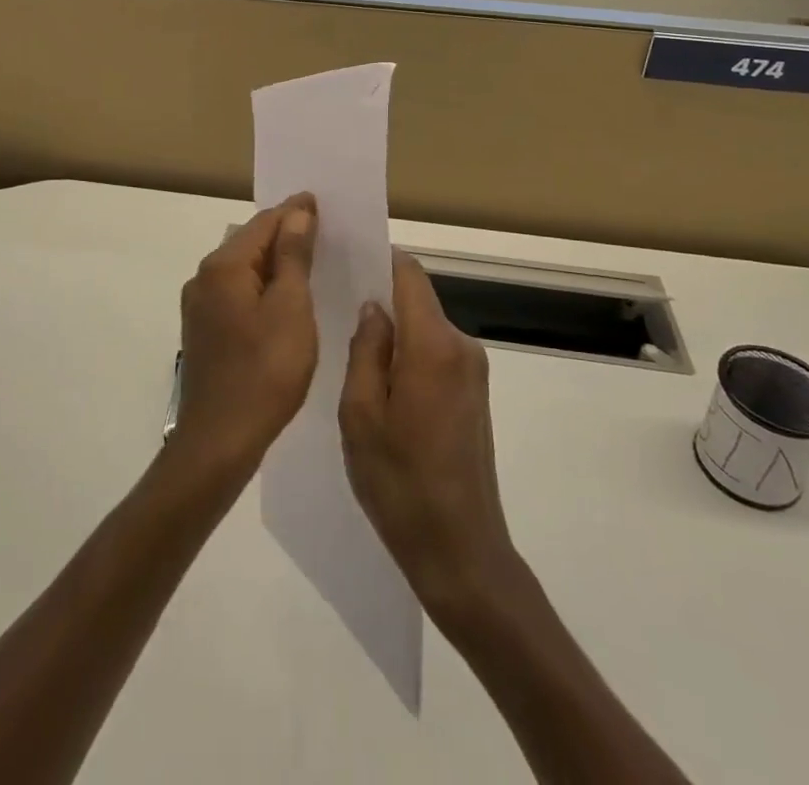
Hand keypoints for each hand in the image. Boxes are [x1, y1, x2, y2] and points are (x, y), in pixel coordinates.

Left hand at [171, 194, 317, 478]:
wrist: (219, 441)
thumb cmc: (265, 371)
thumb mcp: (290, 308)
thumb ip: (294, 256)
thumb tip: (298, 212)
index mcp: (224, 266)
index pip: (264, 222)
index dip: (295, 211)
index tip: (324, 203)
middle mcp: (204, 277)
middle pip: (250, 242)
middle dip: (285, 234)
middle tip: (324, 230)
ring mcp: (200, 306)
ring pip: (243, 269)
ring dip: (275, 262)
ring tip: (311, 261)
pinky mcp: (204, 330)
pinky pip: (237, 292)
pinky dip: (262, 286)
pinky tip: (284, 299)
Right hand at [339, 250, 517, 618]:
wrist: (462, 553)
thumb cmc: (400, 484)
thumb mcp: (360, 415)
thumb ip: (366, 351)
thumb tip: (373, 308)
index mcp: (434, 346)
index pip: (409, 275)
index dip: (379, 258)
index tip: (345, 255)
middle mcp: (462, 347)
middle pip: (417, 299)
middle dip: (379, 297)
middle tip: (334, 306)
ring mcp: (473, 371)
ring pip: (425, 328)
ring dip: (393, 331)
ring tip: (349, 348)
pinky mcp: (475, 394)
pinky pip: (435, 354)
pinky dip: (408, 355)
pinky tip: (379, 383)